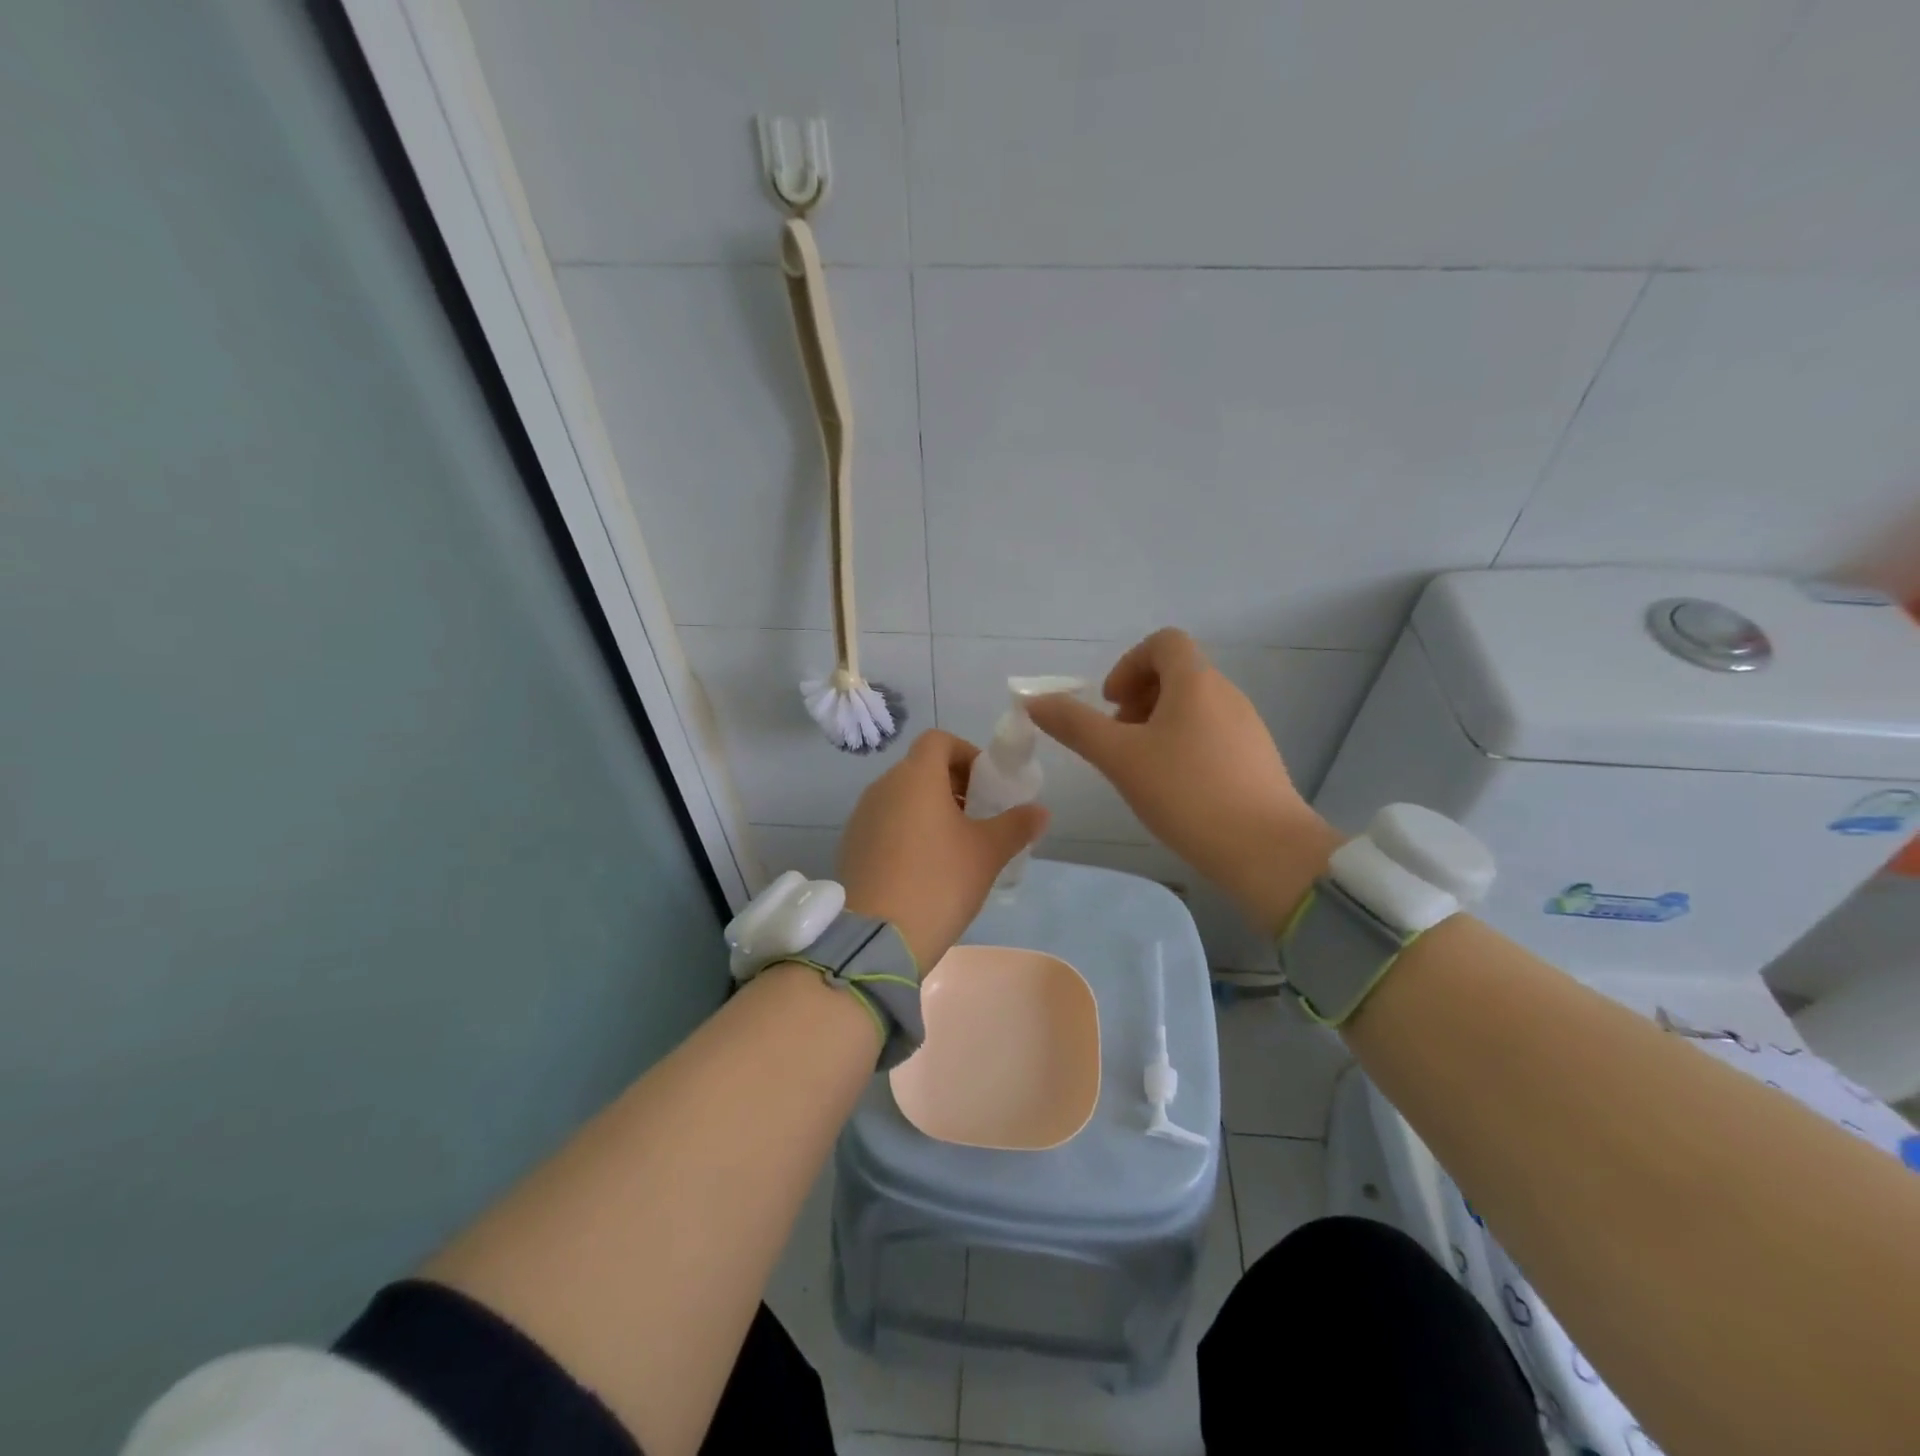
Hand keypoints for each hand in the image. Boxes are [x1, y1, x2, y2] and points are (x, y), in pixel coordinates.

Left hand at [836, 730, 1049, 971]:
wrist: (878, 936)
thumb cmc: (939, 881)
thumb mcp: (987, 853)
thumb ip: (1017, 825)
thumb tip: (1040, 811)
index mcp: (915, 777)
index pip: (938, 740)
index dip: (966, 753)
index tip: (986, 784)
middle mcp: (882, 787)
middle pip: (920, 768)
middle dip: (952, 784)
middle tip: (977, 817)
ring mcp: (861, 817)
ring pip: (901, 797)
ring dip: (928, 809)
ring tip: (953, 846)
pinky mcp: (851, 845)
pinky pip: (884, 823)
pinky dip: (906, 831)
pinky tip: (922, 868)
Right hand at [1025, 629, 1339, 932]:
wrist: (1264, 850)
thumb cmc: (1186, 793)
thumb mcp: (1119, 758)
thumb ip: (1074, 725)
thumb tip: (1033, 701)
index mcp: (1196, 682)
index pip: (1164, 642)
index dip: (1129, 664)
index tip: (1111, 703)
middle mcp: (1226, 693)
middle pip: (1177, 673)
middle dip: (1138, 698)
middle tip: (1118, 739)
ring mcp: (1246, 726)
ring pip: (1193, 706)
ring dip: (1158, 723)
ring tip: (1140, 768)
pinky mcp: (1256, 758)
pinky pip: (1211, 732)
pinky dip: (1183, 744)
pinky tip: (1174, 788)